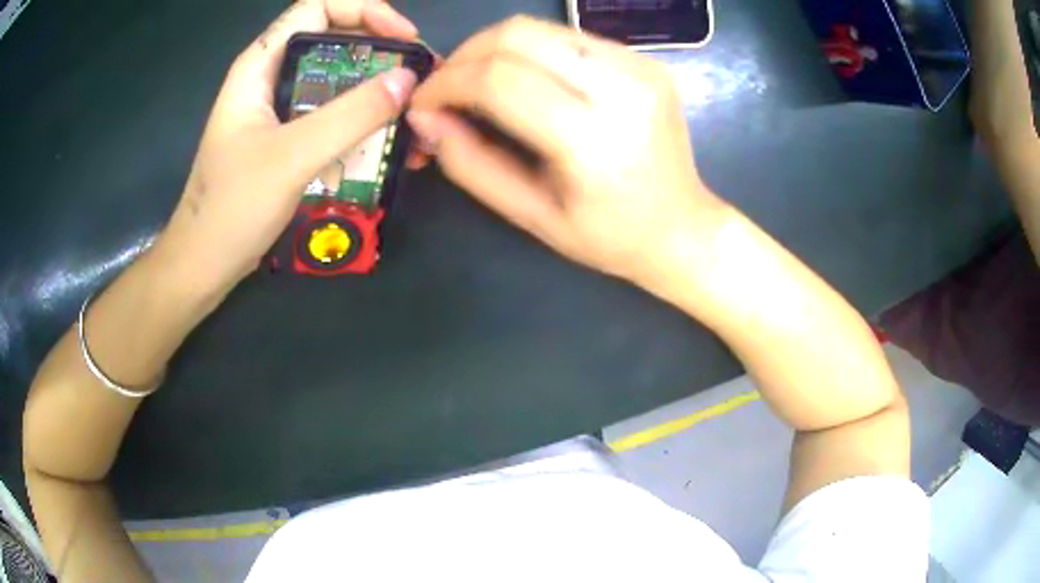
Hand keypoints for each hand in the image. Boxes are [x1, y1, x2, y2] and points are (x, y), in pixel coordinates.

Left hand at [156, 0, 419, 293]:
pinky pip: (335, 119)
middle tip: (422, 79)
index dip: (365, 10)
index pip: (319, 7)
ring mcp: (281, 111)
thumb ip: (350, 115)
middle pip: (335, 42)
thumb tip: (409, 80)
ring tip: (417, 117)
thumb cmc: (232, 208)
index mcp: (261, 65)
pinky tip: (394, 147)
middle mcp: (273, 79)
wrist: (204, 264)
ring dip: (379, 95)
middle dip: (383, 55)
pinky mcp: (290, 140)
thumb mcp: (291, 156)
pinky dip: (366, 127)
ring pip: (339, 83)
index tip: (404, 38)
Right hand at [407, 17, 729, 286]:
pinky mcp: (644, 60)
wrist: (683, 226)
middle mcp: (620, 88)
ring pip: (540, 28)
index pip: (499, 80)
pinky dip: (531, 51)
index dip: (446, 84)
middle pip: (516, 35)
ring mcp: (638, 67)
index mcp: (592, 139)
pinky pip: (568, 38)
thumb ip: (471, 164)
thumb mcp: (531, 215)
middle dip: (464, 55)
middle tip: (446, 88)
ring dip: (494, 48)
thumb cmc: (608, 236)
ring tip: (478, 82)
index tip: (423, 103)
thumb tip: (426, 119)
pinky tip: (525, 79)